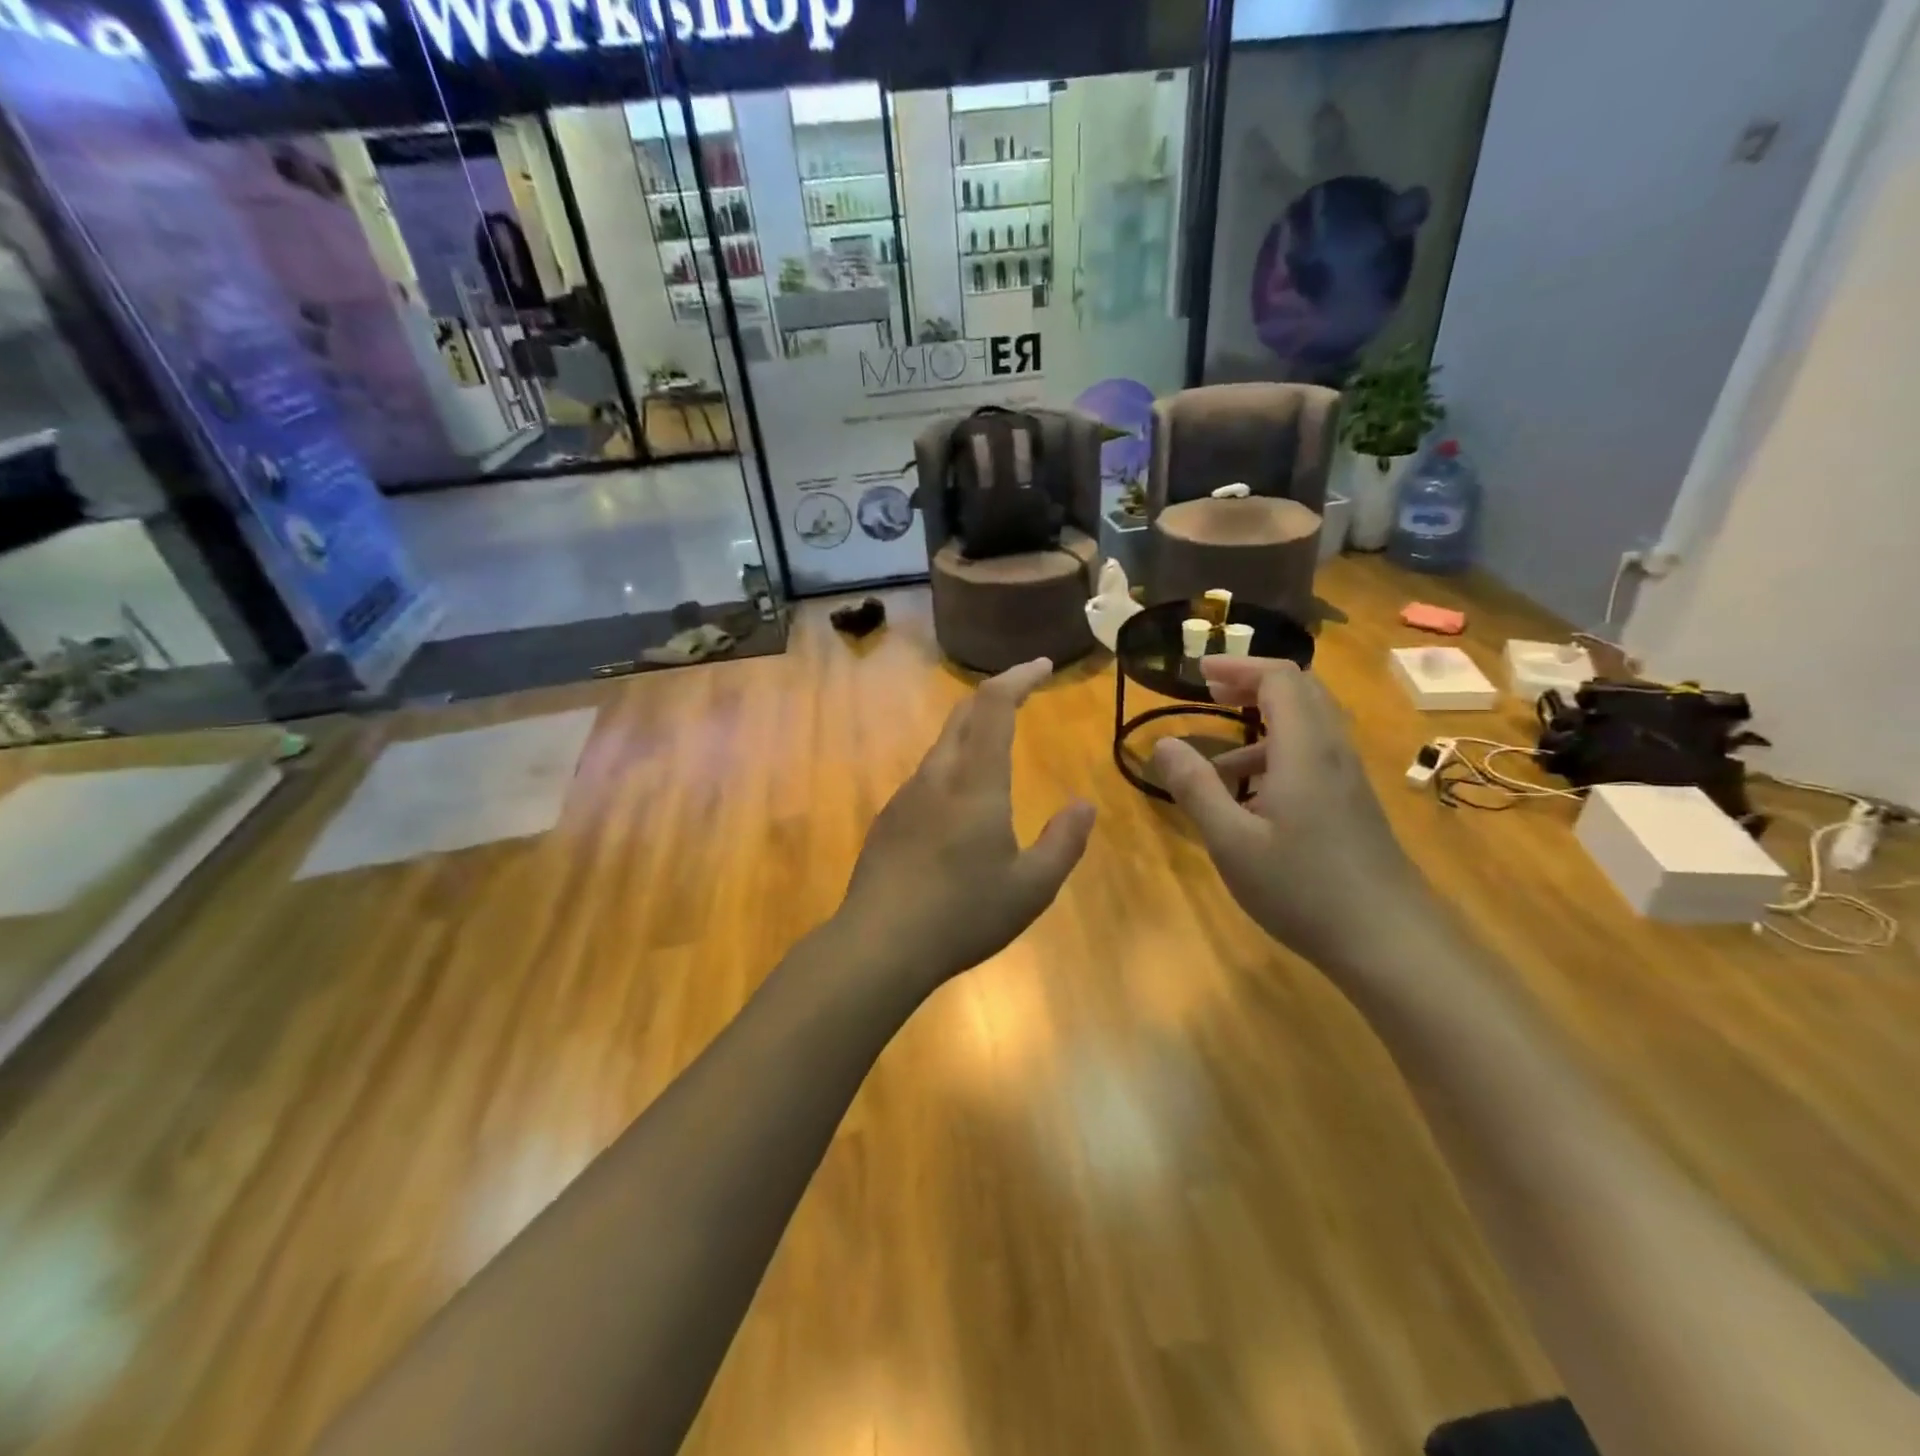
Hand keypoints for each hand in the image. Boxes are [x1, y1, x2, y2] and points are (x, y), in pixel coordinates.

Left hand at [838, 659, 1095, 989]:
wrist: (879, 944)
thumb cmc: (963, 914)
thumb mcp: (1032, 888)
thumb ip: (1064, 842)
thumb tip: (1083, 805)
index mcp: (975, 783)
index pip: (993, 707)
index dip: (1017, 678)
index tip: (1042, 666)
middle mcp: (936, 777)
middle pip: (963, 717)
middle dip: (995, 695)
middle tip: (1023, 691)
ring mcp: (906, 797)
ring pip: (942, 748)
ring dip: (972, 733)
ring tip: (998, 747)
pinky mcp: (888, 821)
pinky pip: (927, 778)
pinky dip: (953, 768)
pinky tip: (961, 806)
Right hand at [1151, 658, 1433, 973]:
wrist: (1389, 941)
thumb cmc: (1303, 888)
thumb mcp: (1232, 841)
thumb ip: (1195, 788)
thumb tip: (1162, 743)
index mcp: (1304, 749)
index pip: (1279, 678)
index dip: (1238, 666)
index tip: (1198, 673)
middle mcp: (1332, 751)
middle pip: (1299, 691)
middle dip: (1251, 683)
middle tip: (1209, 692)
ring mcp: (1348, 778)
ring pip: (1308, 725)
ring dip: (1261, 723)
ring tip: (1214, 762)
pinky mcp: (1353, 803)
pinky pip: (1314, 756)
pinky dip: (1277, 755)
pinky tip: (1250, 799)